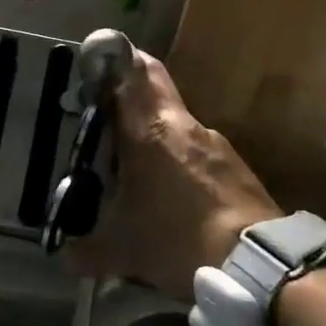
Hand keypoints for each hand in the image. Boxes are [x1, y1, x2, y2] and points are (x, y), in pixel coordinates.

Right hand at [65, 50, 281, 301]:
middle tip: (108, 112)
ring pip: (176, 124)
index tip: (95, 67)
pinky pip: (199, 153)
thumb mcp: (123, 251)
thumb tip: (67, 257)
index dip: (113, 60)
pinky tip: (176, 198)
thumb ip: (88, 251)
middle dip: (131, 92)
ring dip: (156, 136)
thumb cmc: (177, 239)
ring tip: (139, 171)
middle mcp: (183, 124)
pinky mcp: (237, 167)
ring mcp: (216, 143)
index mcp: (150, 128)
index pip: (133, 70)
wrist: (257, 265)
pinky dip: (182, 164)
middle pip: (155, 87)